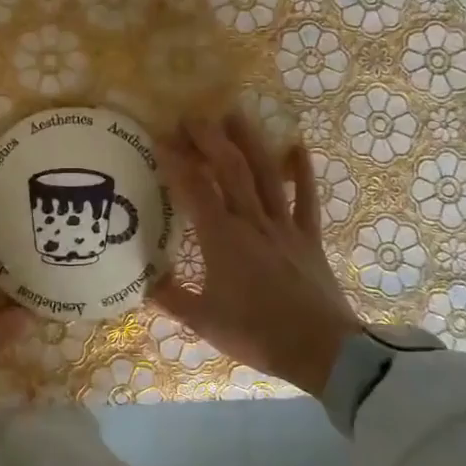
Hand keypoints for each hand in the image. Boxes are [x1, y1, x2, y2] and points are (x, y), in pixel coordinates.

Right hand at [148, 112, 360, 395]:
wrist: (322, 350)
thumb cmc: (258, 334)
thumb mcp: (205, 322)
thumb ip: (171, 298)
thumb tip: (143, 282)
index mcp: (222, 238)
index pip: (194, 189)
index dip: (176, 161)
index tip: (161, 139)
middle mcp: (252, 221)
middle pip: (230, 168)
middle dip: (210, 138)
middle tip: (193, 117)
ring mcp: (284, 225)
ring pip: (266, 173)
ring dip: (250, 141)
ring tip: (235, 114)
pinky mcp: (308, 236)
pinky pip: (307, 198)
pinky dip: (303, 172)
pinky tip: (297, 146)